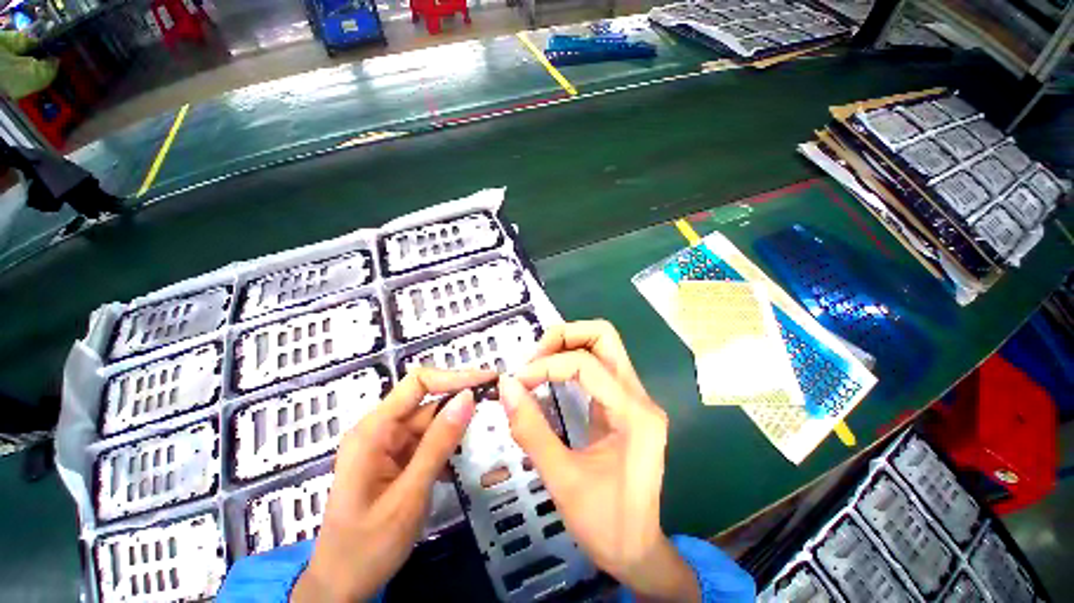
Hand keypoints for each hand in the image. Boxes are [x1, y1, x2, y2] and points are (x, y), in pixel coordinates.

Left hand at [292, 368, 493, 602]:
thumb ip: (437, 446)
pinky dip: (437, 458)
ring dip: (449, 437)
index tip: (493, 380)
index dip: (454, 377)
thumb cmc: (372, 541)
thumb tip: (467, 398)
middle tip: (500, 415)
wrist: (343, 576)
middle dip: (456, 408)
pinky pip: (414, 454)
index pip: (414, 385)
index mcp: (370, 432)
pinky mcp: (384, 472)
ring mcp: (377, 454)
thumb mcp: (410, 495)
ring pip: (419, 432)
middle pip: (419, 408)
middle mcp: (372, 435)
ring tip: (487, 442)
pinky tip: (458, 468)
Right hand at [498, 321, 698, 601]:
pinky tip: (549, 385)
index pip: (587, 364)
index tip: (513, 384)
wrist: (633, 549)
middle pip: (607, 340)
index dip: (545, 365)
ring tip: (533, 370)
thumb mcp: (561, 477)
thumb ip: (531, 429)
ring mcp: (639, 409)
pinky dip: (574, 373)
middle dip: (565, 338)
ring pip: (607, 356)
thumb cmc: (601, 521)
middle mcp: (643, 402)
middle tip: (529, 360)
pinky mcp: (629, 420)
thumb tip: (505, 385)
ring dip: (569, 351)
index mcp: (635, 415)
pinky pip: (603, 380)